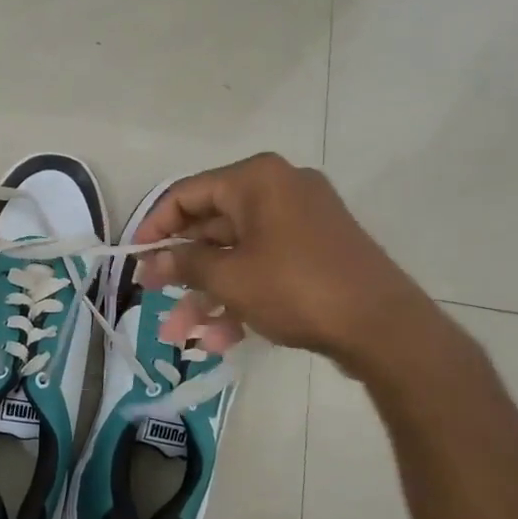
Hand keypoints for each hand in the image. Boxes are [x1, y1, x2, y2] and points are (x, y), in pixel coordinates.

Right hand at [134, 153, 441, 366]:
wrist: (383, 326)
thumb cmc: (296, 288)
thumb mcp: (229, 278)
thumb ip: (183, 265)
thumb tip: (148, 263)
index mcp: (256, 180)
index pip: (186, 194)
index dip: (154, 227)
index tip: (134, 259)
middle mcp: (278, 191)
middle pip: (211, 227)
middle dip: (182, 271)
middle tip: (153, 297)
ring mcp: (300, 222)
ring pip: (236, 255)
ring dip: (207, 294)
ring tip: (181, 335)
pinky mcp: (314, 252)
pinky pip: (263, 267)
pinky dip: (241, 296)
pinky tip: (220, 338)